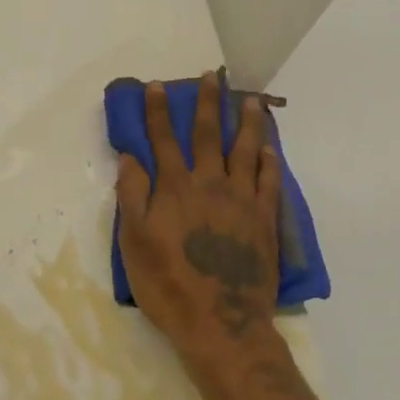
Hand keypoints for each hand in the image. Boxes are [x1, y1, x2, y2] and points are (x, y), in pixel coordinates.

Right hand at [116, 72, 282, 387]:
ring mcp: (241, 199)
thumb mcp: (134, 243)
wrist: (221, 324)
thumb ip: (132, 196)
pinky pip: (269, 180)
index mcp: (175, 188)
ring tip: (250, 99)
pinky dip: (269, 160)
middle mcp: (210, 184)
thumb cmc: (169, 285)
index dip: (158, 111)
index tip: (157, 86)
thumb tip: (130, 156)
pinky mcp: (264, 218)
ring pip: (245, 149)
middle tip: (212, 75)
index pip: (164, 139)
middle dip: (207, 102)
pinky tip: (270, 147)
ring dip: (246, 121)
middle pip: (208, 134)